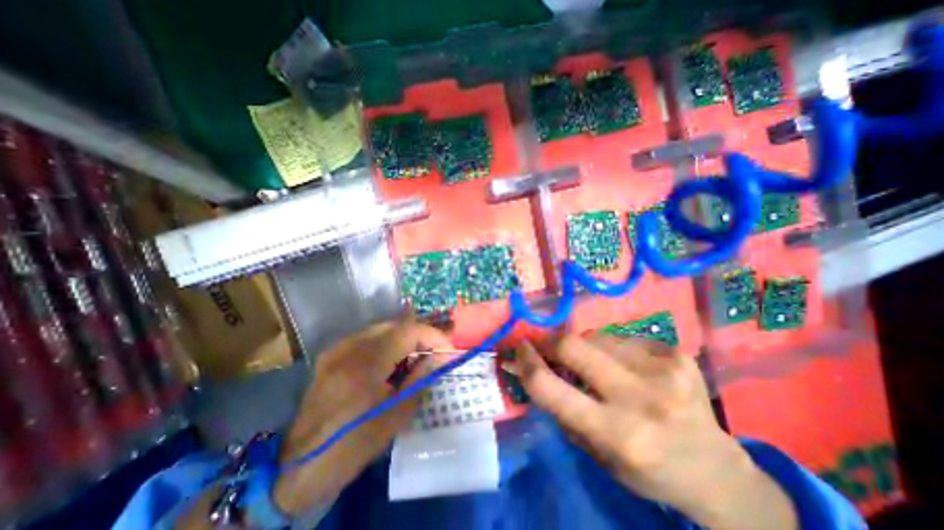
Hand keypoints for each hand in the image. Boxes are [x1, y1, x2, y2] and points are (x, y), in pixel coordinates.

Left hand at [274, 318, 453, 512]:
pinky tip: (392, 362)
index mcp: (364, 365)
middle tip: (435, 352)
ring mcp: (336, 348)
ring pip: (382, 328)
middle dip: (420, 335)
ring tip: (417, 357)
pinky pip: (367, 338)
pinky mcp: (331, 354)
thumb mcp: (395, 415)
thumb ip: (420, 379)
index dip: (432, 335)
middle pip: (395, 324)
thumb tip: (441, 356)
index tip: (447, 349)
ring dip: (404, 338)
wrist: (298, 468)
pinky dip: (387, 343)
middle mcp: (348, 347)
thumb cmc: (352, 446)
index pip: (407, 331)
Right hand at [516, 335, 794, 529]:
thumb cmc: (646, 468)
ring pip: (595, 337)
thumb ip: (559, 405)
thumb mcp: (594, 451)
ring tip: (592, 364)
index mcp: (618, 434)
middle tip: (543, 344)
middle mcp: (641, 398)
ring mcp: (663, 369)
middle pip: (573, 346)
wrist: (715, 470)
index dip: (526, 362)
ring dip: (582, 347)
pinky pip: (620, 338)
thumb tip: (525, 367)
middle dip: (549, 341)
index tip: (517, 348)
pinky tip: (622, 365)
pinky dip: (609, 348)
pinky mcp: (676, 353)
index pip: (550, 386)